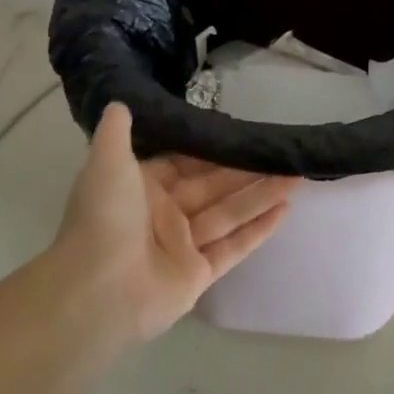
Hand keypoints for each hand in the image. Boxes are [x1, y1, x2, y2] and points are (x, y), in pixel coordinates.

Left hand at [56, 103, 294, 342]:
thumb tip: (120, 102)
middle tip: (283, 153)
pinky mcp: (199, 275)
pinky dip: (259, 230)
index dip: (215, 150)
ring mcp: (183, 246)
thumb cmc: (104, 218)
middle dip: (248, 171)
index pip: (186, 162)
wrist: (96, 291)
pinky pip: (233, 247)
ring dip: (262, 195)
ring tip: (297, 176)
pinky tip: (285, 210)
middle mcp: (165, 213)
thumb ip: (117, 132)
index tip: (245, 133)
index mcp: (143, 186)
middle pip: (214, 186)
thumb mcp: (107, 163)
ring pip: (229, 213)